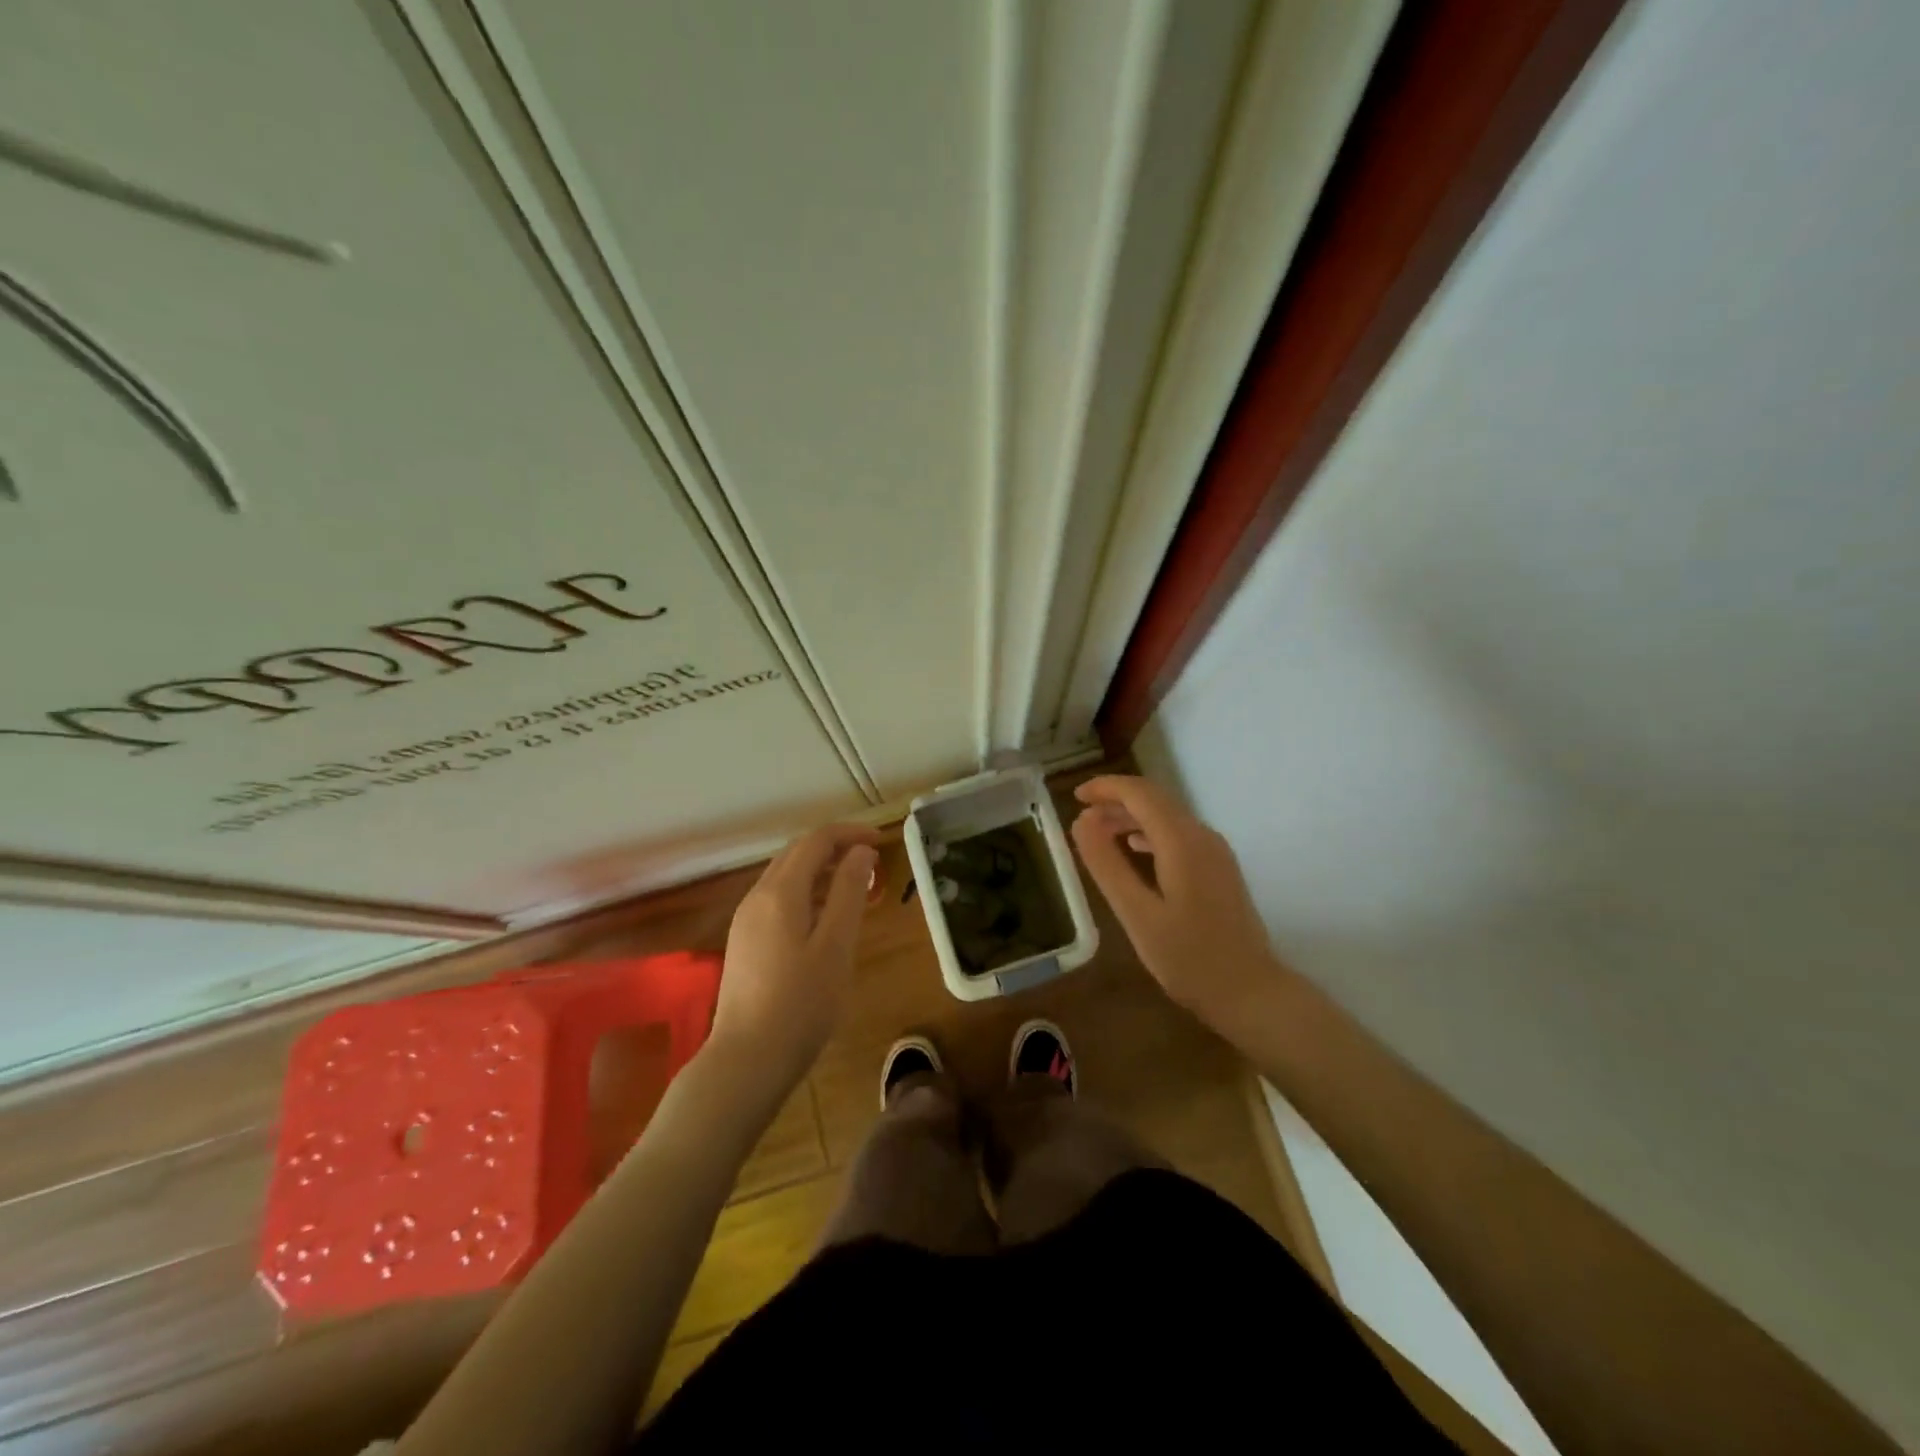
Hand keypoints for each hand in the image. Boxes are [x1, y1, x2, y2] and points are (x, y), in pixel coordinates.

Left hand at [710, 823, 880, 1085]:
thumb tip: (860, 852)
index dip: (850, 834)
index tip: (882, 842)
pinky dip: (807, 892)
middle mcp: (758, 896)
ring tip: (856, 887)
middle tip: (872, 861)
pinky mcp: (745, 941)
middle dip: (835, 847)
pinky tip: (826, 917)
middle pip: (797, 853)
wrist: (747, 1059)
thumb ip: (849, 892)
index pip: (816, 840)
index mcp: (781, 892)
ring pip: (786, 876)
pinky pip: (778, 899)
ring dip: (821, 870)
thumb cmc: (802, 1003)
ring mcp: (746, 919)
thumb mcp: (836, 945)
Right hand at [1070, 775, 1281, 1035]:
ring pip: (1167, 817)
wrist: (1250, 993)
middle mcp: (1202, 836)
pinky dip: (1149, 834)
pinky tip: (1133, 850)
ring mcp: (1216, 852)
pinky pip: (1179, 835)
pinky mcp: (1219, 868)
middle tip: (1081, 817)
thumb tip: (1082, 821)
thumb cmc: (1188, 958)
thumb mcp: (1136, 913)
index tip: (1075, 797)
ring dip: (1131, 817)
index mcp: (1182, 842)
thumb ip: (1107, 864)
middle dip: (1116, 801)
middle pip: (1155, 800)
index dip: (1105, 788)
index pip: (1140, 793)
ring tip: (1098, 834)